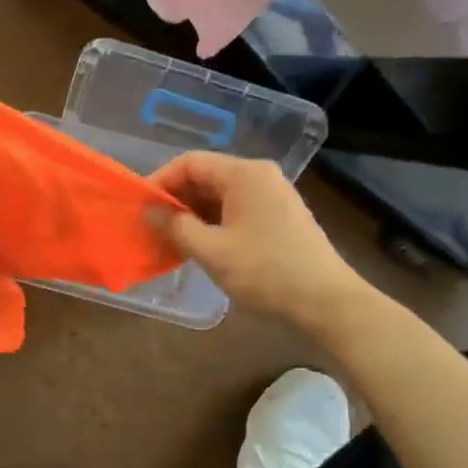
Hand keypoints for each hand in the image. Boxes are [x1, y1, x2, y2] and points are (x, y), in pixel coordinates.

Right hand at [148, 151, 362, 324]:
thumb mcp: (212, 251)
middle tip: (151, 225)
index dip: (160, 181)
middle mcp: (260, 176)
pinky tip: (199, 246)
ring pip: (220, 195)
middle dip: (175, 199)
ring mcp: (273, 197)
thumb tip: (150, 212)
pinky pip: (236, 210)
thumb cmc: (267, 272)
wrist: (328, 305)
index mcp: (245, 174)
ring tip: (170, 239)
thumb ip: (175, 226)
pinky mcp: (279, 218)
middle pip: (205, 176)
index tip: (140, 207)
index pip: (190, 162)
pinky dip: (213, 223)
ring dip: (193, 213)